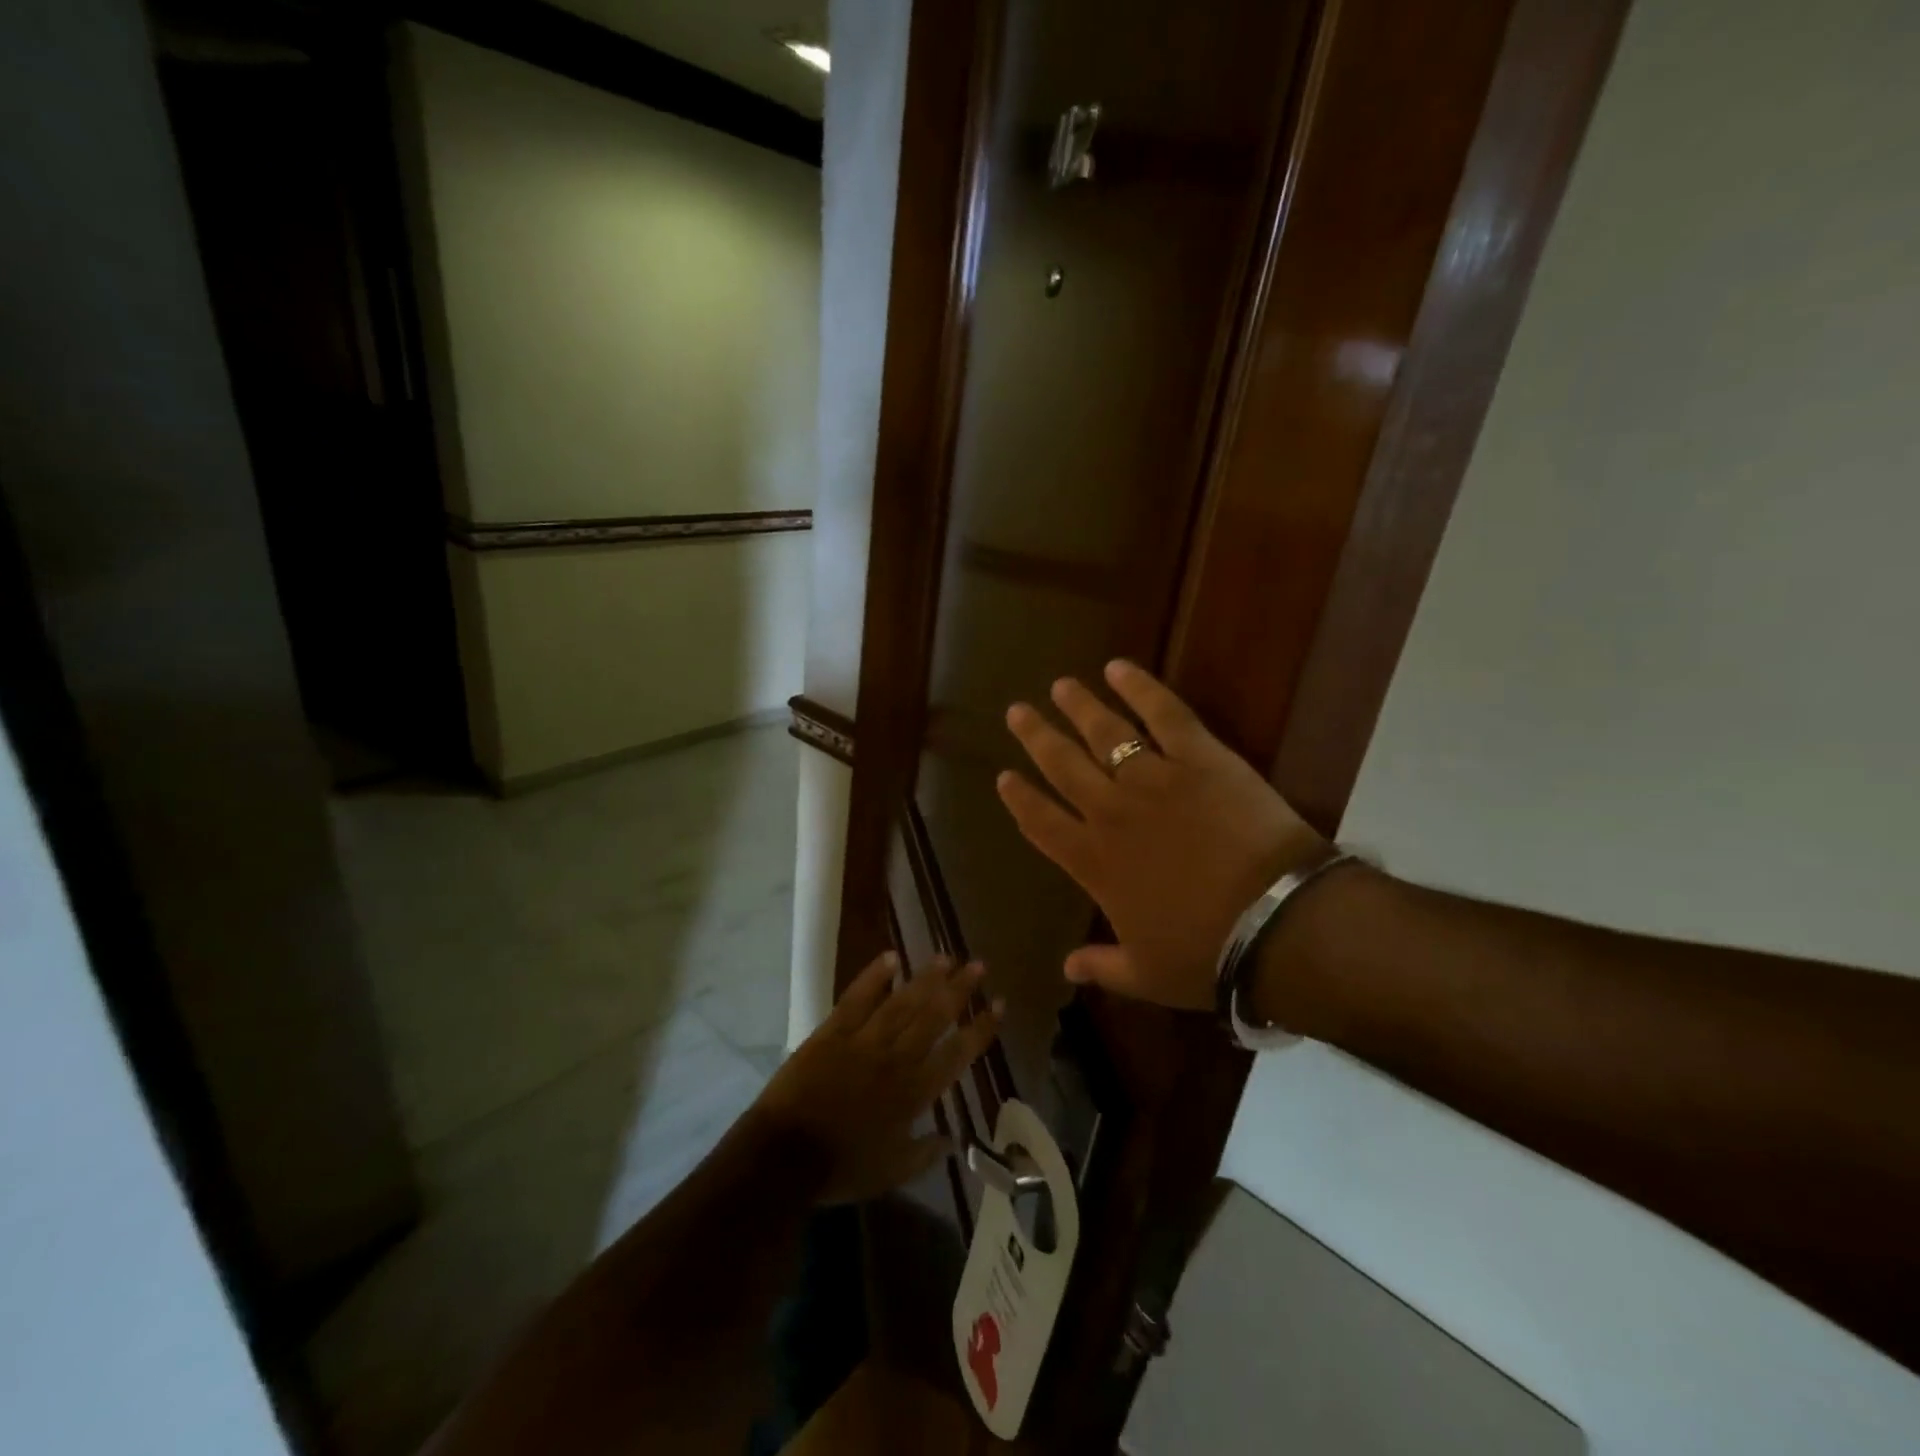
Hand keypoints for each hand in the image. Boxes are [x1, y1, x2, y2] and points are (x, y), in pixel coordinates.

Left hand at [755, 951, 1001, 1203]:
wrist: (784, 1156)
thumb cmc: (841, 1168)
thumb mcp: (892, 1172)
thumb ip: (926, 1153)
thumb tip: (956, 1139)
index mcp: (914, 1093)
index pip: (957, 1054)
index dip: (980, 1029)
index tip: (999, 1005)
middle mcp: (896, 1059)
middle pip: (933, 1017)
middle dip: (959, 990)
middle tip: (979, 965)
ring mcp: (864, 1040)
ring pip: (902, 1002)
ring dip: (926, 978)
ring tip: (946, 957)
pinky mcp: (833, 1031)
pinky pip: (857, 998)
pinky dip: (874, 976)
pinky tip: (891, 957)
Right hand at [996, 660, 1326, 1010]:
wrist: (1275, 922)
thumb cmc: (1206, 953)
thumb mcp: (1146, 974)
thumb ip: (1102, 966)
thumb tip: (1067, 969)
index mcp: (1093, 861)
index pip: (1042, 822)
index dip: (1020, 798)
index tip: (1004, 777)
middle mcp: (1111, 811)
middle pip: (1062, 765)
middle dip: (1036, 737)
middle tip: (1017, 711)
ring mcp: (1153, 778)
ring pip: (1104, 732)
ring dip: (1079, 707)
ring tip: (1061, 686)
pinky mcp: (1199, 756)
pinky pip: (1163, 713)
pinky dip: (1139, 687)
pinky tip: (1118, 668)